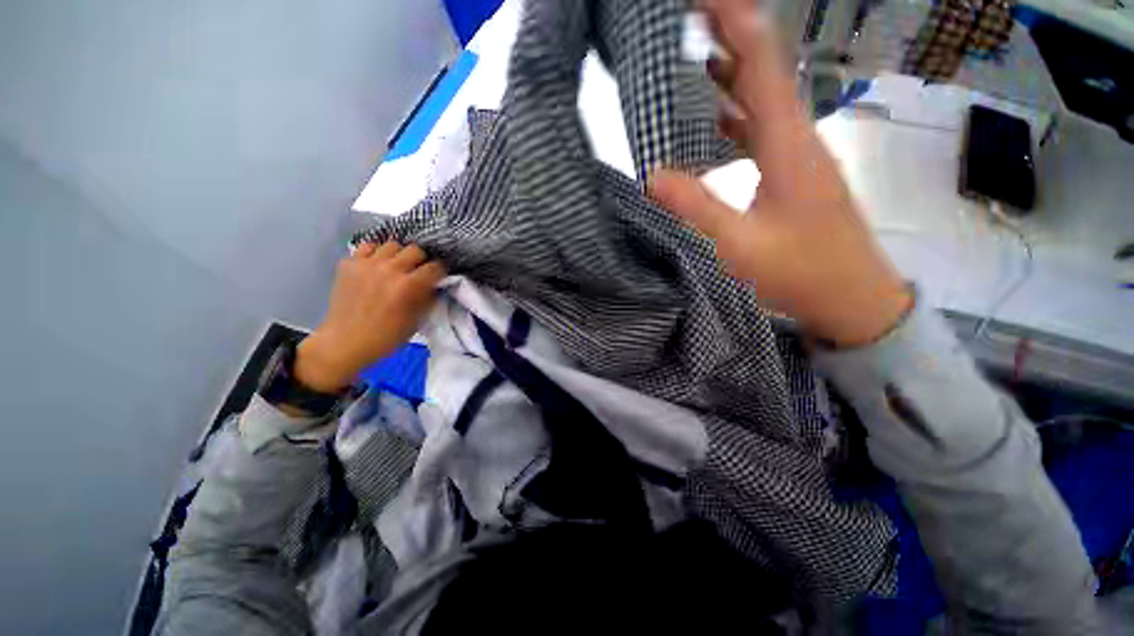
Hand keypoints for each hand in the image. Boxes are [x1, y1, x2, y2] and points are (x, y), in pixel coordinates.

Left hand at [294, 242, 445, 392]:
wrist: (346, 342)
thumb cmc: (387, 336)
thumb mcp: (417, 320)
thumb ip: (428, 298)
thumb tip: (435, 285)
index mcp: (409, 286)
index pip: (435, 267)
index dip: (440, 271)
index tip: (439, 276)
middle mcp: (389, 269)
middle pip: (415, 250)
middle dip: (421, 260)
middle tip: (418, 272)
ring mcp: (366, 264)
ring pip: (392, 244)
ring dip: (399, 255)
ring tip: (396, 267)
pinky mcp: (348, 263)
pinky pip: (367, 247)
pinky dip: (375, 254)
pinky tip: (376, 266)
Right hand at [648, 0, 911, 346]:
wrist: (852, 297)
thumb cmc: (801, 272)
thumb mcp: (740, 245)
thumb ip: (697, 208)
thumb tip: (652, 175)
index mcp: (787, 145)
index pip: (761, 64)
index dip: (734, 22)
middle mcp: (798, 137)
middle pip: (766, 71)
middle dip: (731, 36)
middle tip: (694, 17)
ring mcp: (800, 154)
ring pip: (767, 99)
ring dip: (735, 74)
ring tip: (701, 55)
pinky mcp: (796, 172)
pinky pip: (766, 129)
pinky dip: (741, 114)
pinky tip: (720, 117)